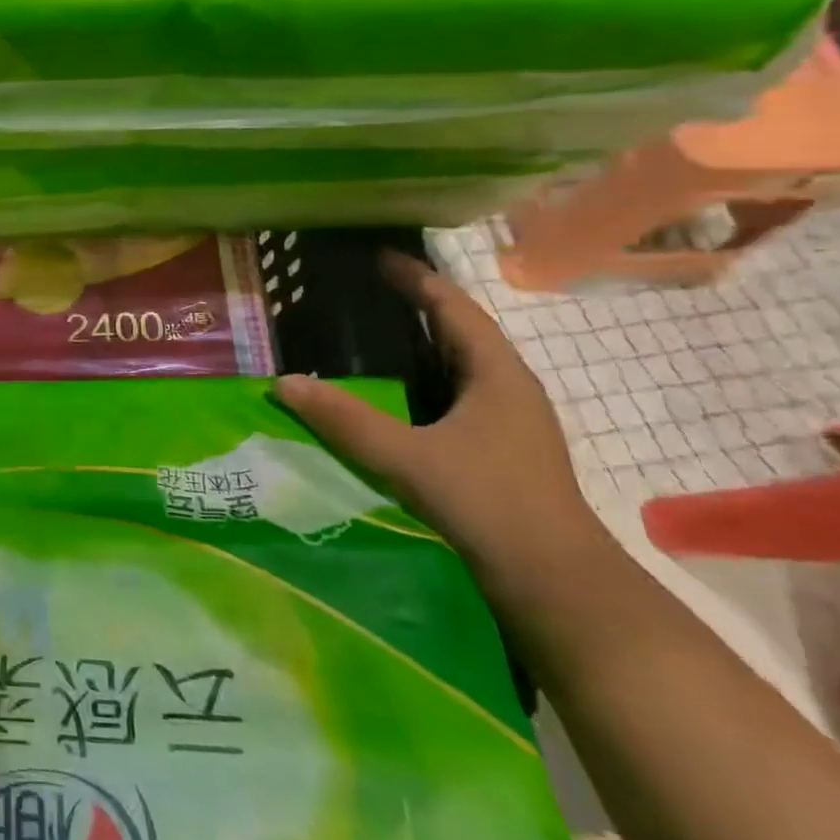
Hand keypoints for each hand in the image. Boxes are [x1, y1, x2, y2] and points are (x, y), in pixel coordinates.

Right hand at [273, 252, 609, 589]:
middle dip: (416, 306)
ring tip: (372, 335)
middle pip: (461, 331)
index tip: (378, 257)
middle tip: (365, 292)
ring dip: (422, 344)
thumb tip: (284, 382)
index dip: (416, 279)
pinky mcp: (501, 450)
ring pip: (460, 365)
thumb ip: (344, 419)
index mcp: (498, 375)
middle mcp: (509, 389)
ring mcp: (510, 422)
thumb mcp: (406, 457)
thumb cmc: (488, 503)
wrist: (555, 582)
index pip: (454, 308)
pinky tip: (395, 395)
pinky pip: (457, 394)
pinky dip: (424, 379)